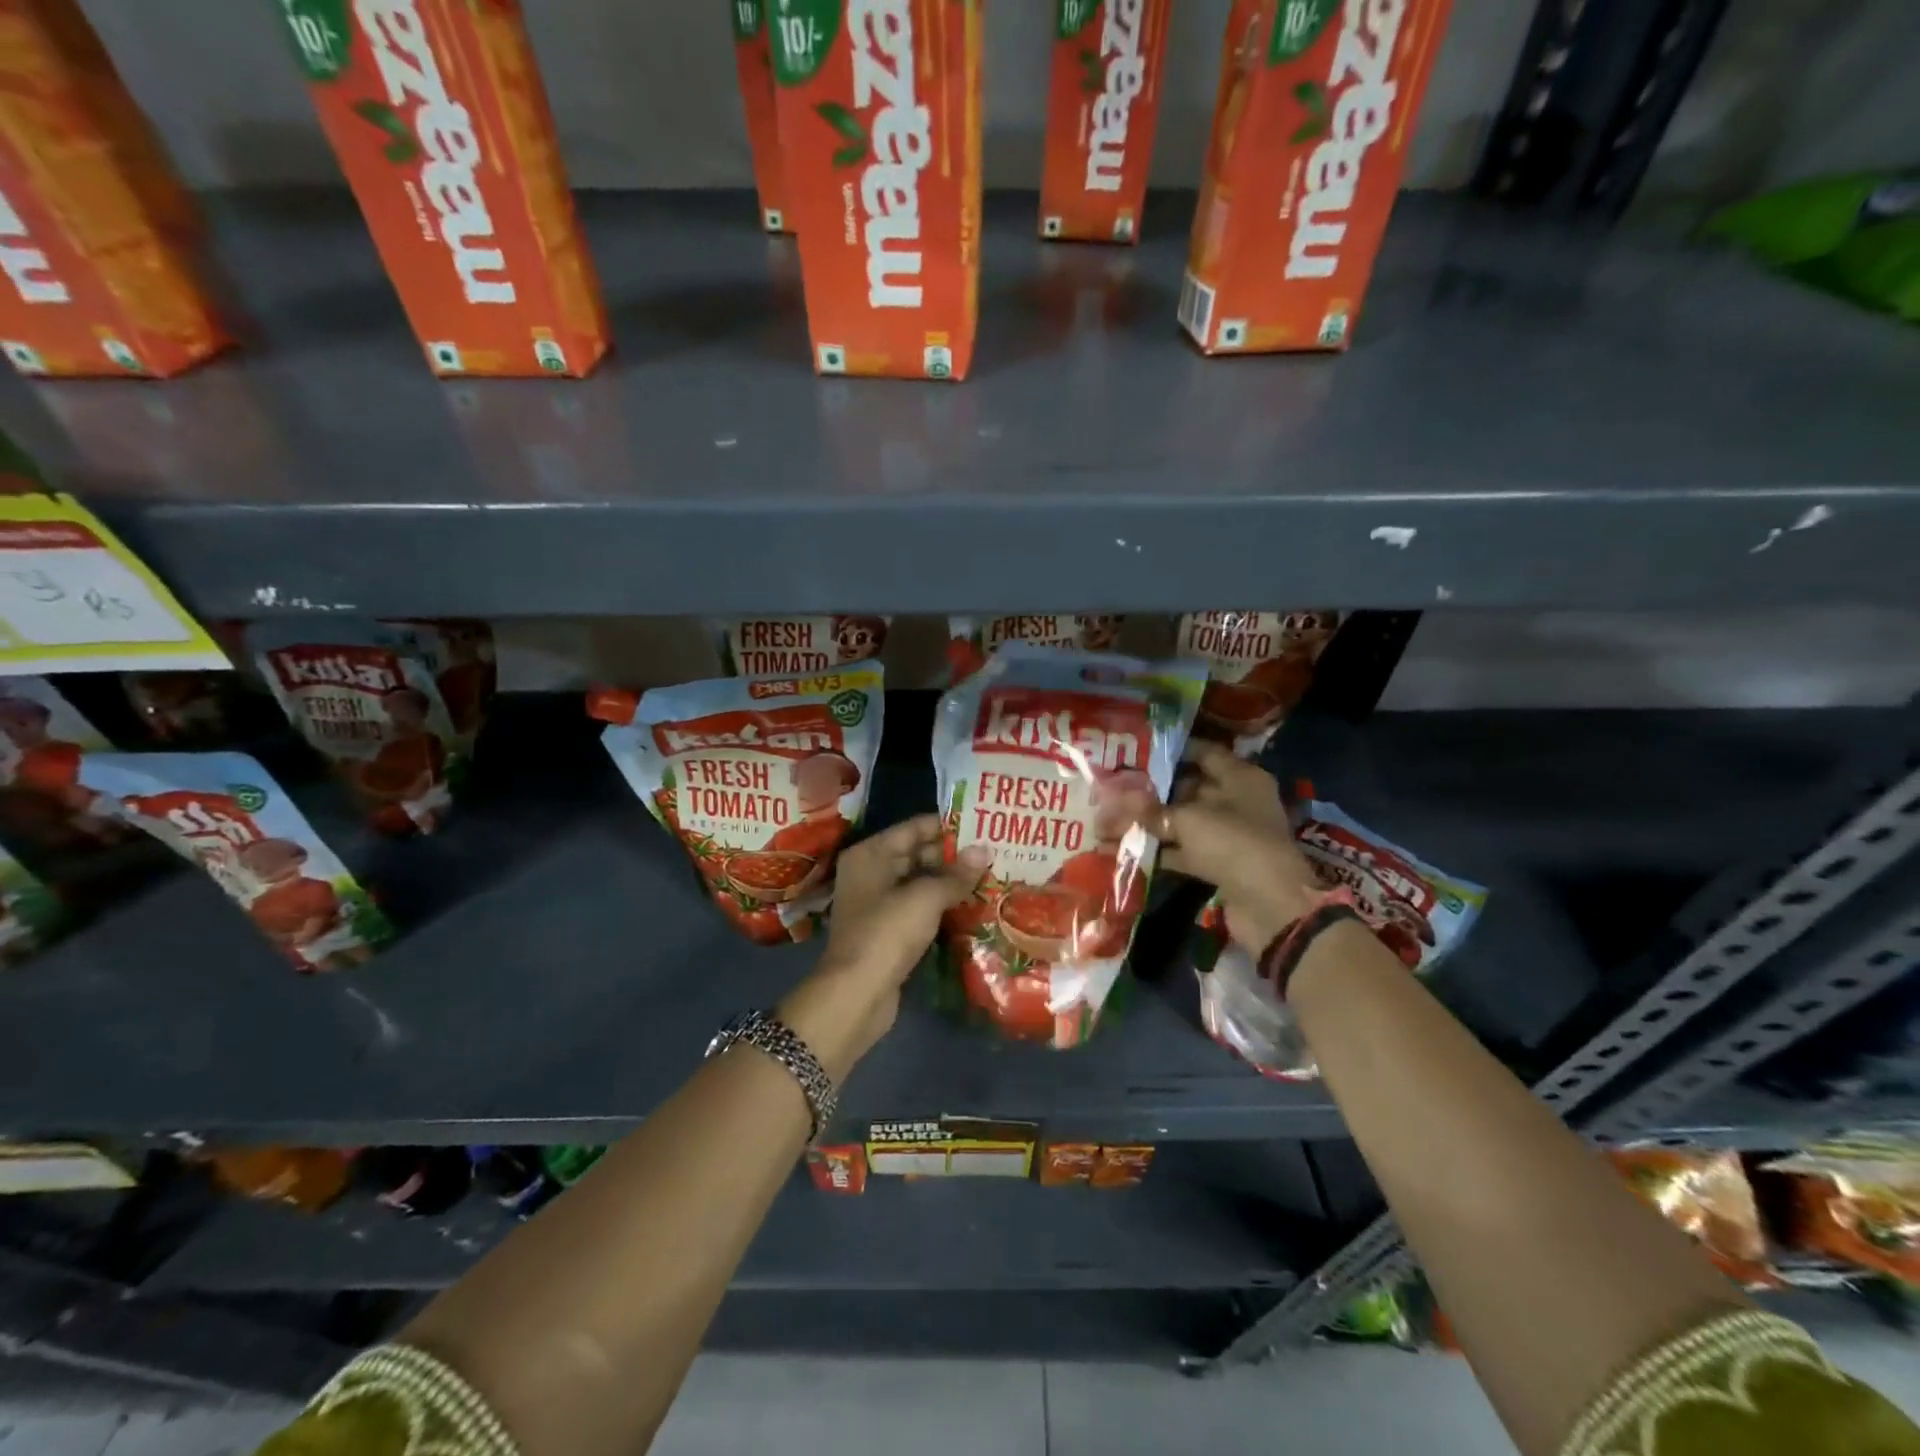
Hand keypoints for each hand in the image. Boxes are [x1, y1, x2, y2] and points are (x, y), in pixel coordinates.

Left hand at [778, 816, 990, 1079]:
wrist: (856, 995)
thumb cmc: (887, 933)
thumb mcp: (926, 898)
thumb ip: (956, 874)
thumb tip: (985, 850)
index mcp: (870, 854)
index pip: (913, 828)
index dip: (947, 827)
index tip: (982, 827)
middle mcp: (870, 873)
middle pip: (916, 854)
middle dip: (952, 856)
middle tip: (993, 854)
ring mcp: (877, 903)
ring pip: (919, 883)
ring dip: (950, 883)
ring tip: (990, 877)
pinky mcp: (887, 931)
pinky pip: (919, 908)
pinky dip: (941, 906)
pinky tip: (971, 906)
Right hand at [1117, 741, 1322, 950]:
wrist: (1268, 904)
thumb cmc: (1232, 842)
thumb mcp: (1187, 819)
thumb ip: (1152, 809)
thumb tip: (1118, 797)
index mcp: (1240, 777)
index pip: (1204, 753)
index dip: (1173, 751)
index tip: (1138, 751)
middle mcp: (1238, 800)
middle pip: (1191, 787)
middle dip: (1155, 790)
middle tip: (1118, 786)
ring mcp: (1230, 834)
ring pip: (1185, 821)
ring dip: (1154, 822)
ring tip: (1114, 817)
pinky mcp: (1220, 863)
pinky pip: (1185, 850)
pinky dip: (1161, 850)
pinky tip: (1128, 848)